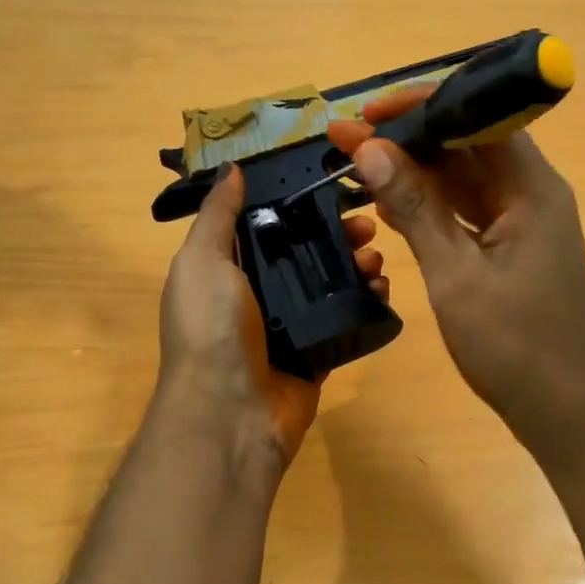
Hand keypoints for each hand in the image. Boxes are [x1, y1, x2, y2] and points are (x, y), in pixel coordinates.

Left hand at [157, 165, 387, 471]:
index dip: (297, 204)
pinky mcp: (316, 354)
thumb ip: (216, 216)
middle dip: (336, 234)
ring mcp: (289, 327)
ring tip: (377, 259)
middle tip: (368, 225)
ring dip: (356, 266)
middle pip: (304, 253)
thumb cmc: (211, 329)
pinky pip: (345, 321)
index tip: (332, 186)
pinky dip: (365, 304)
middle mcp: (257, 295)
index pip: (267, 226)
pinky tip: (383, 290)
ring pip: (329, 285)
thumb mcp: (201, 262)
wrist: (231, 413)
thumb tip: (232, 171)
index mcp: (226, 270)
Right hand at [329, 90, 584, 456]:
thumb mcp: (455, 275)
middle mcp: (532, 195)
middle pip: (468, 147)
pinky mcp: (512, 251)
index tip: (368, 113)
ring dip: (415, 174)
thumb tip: (370, 151)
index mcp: (532, 189)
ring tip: (358, 165)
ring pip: (465, 181)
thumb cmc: (513, 345)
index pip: (479, 118)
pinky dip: (431, 208)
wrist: (561, 409)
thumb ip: (415, 210)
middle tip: (347, 139)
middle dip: (409, 140)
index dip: (422, 107)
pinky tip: (391, 205)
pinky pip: (467, 213)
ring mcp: (523, 224)